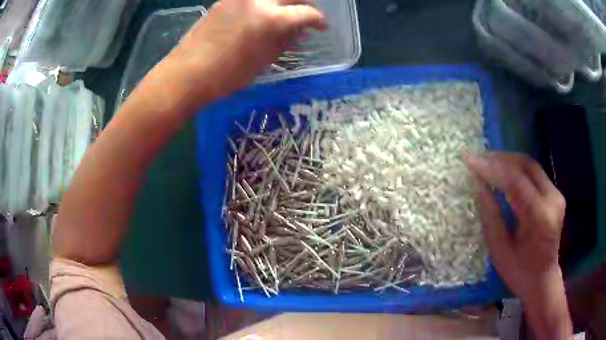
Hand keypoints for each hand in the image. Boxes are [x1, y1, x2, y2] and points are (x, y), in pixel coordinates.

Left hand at [165, 0, 326, 100]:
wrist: (186, 73)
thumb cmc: (226, 76)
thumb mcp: (263, 61)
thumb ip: (284, 42)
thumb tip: (299, 33)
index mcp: (271, 19)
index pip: (306, 13)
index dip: (319, 20)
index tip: (322, 26)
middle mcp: (257, 0)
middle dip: (303, 2)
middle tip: (305, 14)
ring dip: (282, 2)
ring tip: (283, 14)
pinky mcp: (224, 0)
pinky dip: (263, 4)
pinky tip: (260, 15)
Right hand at [465, 152, 570, 338]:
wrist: (542, 279)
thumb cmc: (519, 273)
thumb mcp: (500, 251)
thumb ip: (490, 215)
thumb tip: (477, 184)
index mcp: (541, 218)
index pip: (515, 182)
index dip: (491, 168)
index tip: (469, 160)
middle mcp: (553, 199)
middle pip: (525, 165)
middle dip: (498, 158)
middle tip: (476, 158)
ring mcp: (556, 193)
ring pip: (530, 164)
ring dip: (506, 160)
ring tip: (485, 161)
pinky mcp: (554, 192)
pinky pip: (533, 172)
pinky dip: (515, 167)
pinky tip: (501, 170)